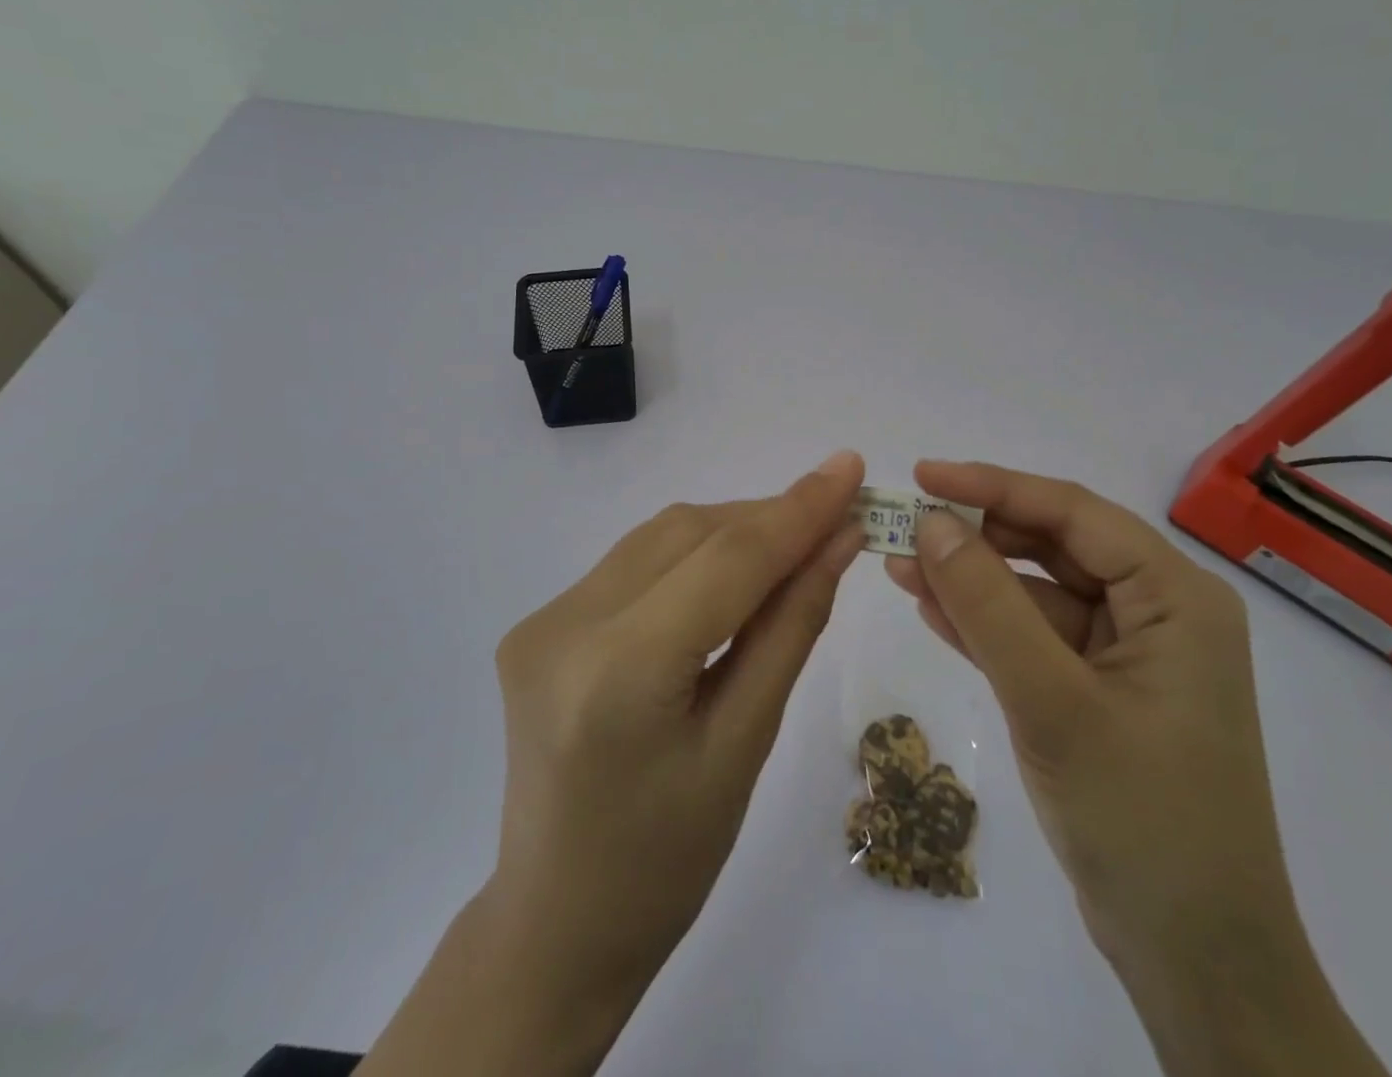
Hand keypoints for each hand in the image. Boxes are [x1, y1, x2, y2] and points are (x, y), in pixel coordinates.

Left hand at [360, 451, 867, 1076]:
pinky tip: (729, 577)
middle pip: (689, 533)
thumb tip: (839, 541)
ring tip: (792, 547)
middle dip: (768, 519)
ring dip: (731, 532)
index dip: (797, 509)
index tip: (852, 467)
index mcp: (618, 673)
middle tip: (836, 519)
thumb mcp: (746, 746)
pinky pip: (634, 562)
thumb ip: (791, 628)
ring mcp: (543, 619)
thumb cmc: (668, 862)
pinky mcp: (539, 622)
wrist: (556, 924)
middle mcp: (566, 625)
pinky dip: (691, 555)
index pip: (726, 560)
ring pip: (660, 537)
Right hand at [886, 461, 1389, 1076]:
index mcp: (1175, 596)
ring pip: (1036, 592)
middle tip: (903, 526)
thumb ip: (989, 607)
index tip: (923, 475)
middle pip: (1053, 547)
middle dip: (977, 536)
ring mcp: (1127, 653)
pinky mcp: (1098, 690)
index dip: (994, 487)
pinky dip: (984, 624)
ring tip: (899, 564)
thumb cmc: (1142, 820)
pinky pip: (1034, 637)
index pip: (1074, 513)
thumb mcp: (1054, 702)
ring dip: (971, 581)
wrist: (1195, 962)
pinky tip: (929, 607)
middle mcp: (1157, 611)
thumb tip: (932, 523)